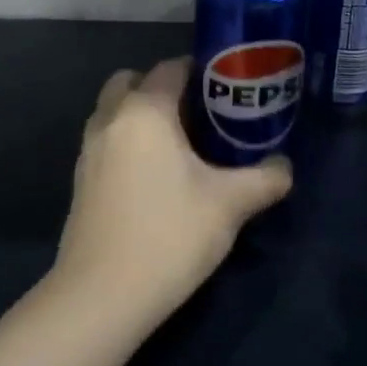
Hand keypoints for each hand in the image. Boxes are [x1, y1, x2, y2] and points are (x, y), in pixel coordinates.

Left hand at [56, 58, 292, 326]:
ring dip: (142, 115)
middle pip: (133, 81)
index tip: (229, 87)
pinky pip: (107, 142)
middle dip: (163, 87)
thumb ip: (264, 179)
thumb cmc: (169, 235)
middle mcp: (110, 121)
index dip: (202, 70)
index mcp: (144, 112)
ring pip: (115, 112)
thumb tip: (285, 167)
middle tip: (200, 112)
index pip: (171, 68)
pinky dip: (128, 142)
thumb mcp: (229, 205)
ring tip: (181, 144)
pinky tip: (156, 176)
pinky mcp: (80, 182)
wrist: (102, 297)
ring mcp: (87, 152)